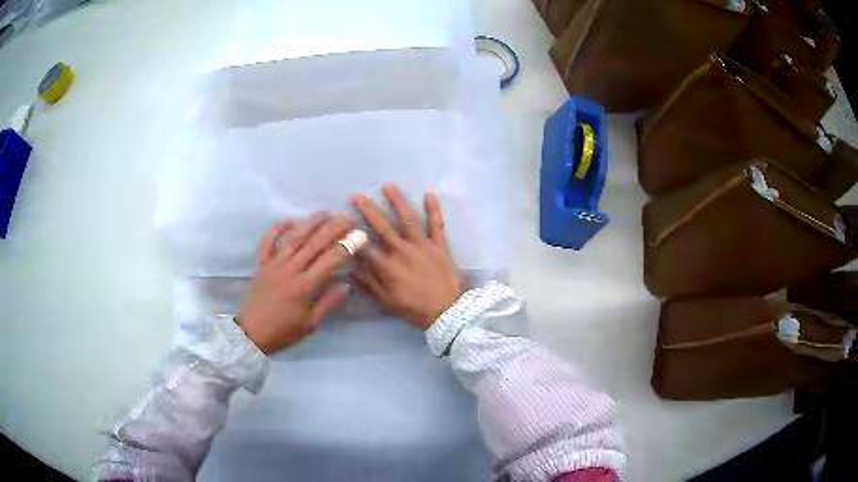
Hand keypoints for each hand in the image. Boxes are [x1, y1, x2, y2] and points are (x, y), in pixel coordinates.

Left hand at [238, 213, 354, 353]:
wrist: (251, 334)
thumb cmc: (283, 331)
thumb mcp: (310, 324)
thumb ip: (328, 303)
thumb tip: (346, 285)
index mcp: (305, 286)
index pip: (330, 260)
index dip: (346, 246)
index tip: (359, 234)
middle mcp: (291, 270)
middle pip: (314, 244)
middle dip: (332, 228)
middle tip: (346, 217)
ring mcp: (274, 265)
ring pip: (294, 238)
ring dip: (309, 224)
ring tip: (324, 213)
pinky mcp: (262, 265)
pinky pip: (268, 243)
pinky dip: (277, 230)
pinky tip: (288, 220)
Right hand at [351, 185, 462, 329]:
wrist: (446, 312)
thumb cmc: (413, 309)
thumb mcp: (385, 302)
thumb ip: (367, 284)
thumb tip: (348, 270)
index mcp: (387, 266)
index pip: (365, 246)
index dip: (352, 235)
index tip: (342, 223)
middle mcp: (402, 251)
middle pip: (382, 227)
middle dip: (368, 211)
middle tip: (357, 196)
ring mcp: (422, 245)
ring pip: (407, 219)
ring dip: (397, 202)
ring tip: (389, 186)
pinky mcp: (440, 245)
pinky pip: (437, 224)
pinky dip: (434, 209)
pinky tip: (429, 194)